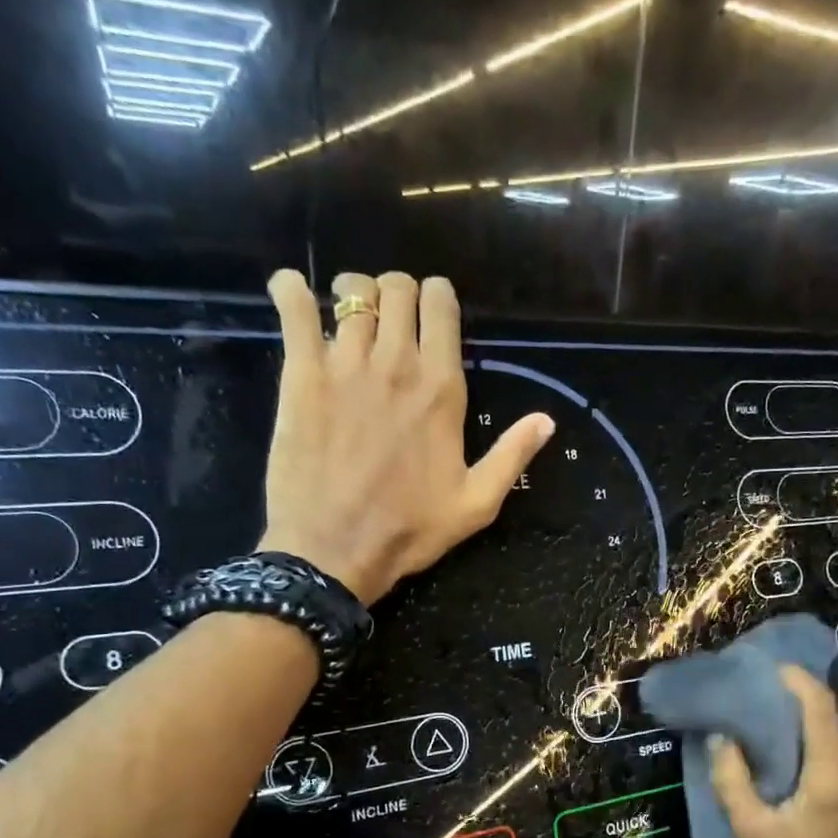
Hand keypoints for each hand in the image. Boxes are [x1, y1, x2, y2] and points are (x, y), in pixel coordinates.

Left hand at [256, 269, 554, 603]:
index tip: (432, 314)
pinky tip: (292, 292)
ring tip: (348, 315)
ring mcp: (345, 365)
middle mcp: (396, 364)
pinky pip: (294, 308)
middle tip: (391, 320)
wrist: (334, 550)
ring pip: (352, 291)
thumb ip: (511, 455)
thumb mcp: (477, 503)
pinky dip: (291, 291)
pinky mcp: (300, 375)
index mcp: (441, 388)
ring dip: (353, 293)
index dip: (437, 298)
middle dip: (397, 292)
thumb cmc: (409, 530)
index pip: (441, 304)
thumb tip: (546, 420)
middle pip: (397, 287)